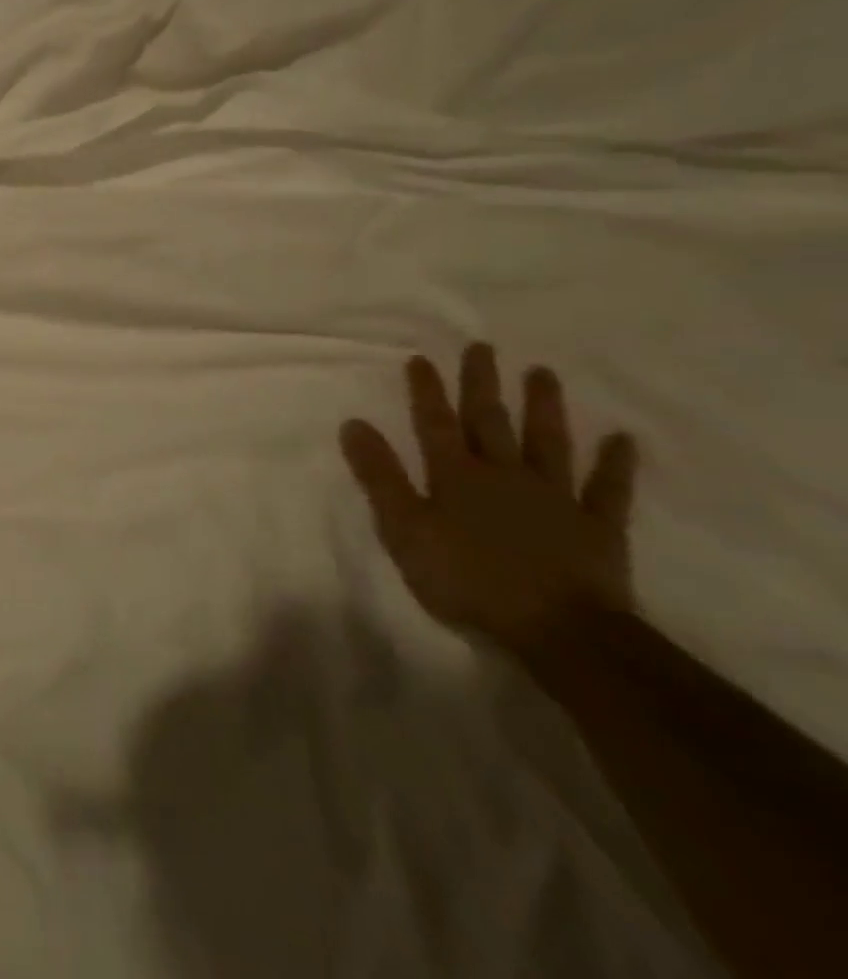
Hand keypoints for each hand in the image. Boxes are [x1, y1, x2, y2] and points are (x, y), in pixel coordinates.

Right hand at [339, 344, 636, 653]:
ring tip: (543, 372)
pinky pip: (608, 489)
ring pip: (547, 442)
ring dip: (544, 407)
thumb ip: (380, 477)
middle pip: (490, 421)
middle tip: (482, 347)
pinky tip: (623, 439)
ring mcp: (555, 498)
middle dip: (482, 384)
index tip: (422, 358)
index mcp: (456, 476)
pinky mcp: (597, 527)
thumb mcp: (405, 530)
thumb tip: (353, 424)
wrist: (559, 631)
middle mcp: (504, 474)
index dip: (427, 391)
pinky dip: (616, 464)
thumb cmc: (468, 580)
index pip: (435, 423)